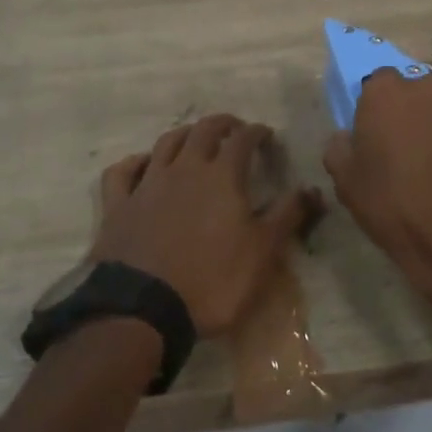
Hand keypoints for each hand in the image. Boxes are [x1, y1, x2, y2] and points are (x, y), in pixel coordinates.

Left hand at [93, 114, 321, 337]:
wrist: (143, 307)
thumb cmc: (212, 280)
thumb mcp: (262, 253)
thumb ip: (288, 216)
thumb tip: (312, 188)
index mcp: (221, 176)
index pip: (242, 140)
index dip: (256, 133)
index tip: (266, 135)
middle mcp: (184, 169)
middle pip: (203, 131)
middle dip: (222, 124)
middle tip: (234, 128)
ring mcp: (147, 183)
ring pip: (165, 143)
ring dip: (184, 135)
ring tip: (194, 138)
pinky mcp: (118, 205)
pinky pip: (123, 171)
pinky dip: (135, 162)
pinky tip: (142, 164)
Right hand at [323, 70, 431, 310]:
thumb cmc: (394, 208)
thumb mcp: (345, 182)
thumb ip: (339, 146)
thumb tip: (348, 136)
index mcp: (386, 92)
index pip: (377, 81)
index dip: (376, 106)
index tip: (377, 131)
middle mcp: (428, 86)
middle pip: (415, 89)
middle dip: (410, 110)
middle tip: (407, 145)